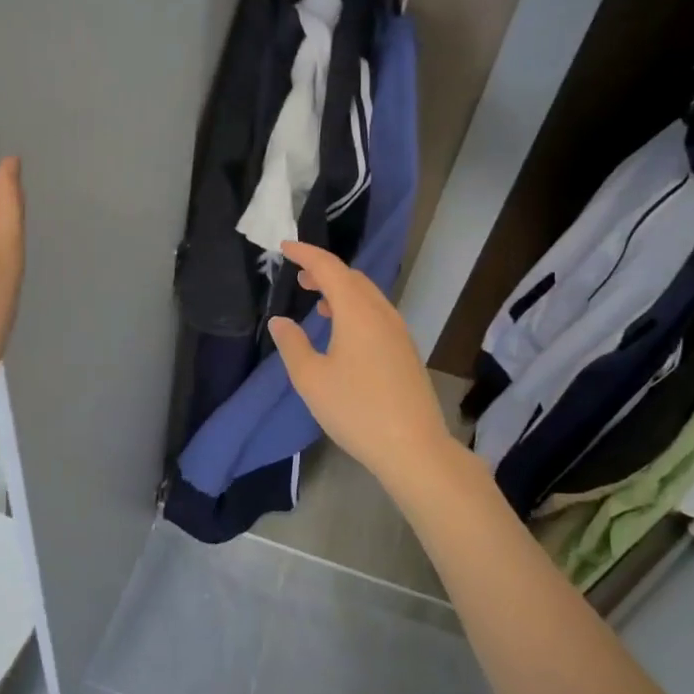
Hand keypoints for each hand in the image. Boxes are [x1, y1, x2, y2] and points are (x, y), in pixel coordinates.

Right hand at [267, 241, 456, 489]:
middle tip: (298, 275)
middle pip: (352, 278)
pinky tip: (343, 331)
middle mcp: (382, 313)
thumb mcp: (311, 379)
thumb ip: (292, 344)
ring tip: (316, 301)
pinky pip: (377, 314)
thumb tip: (280, 320)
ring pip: (367, 296)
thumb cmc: (356, 410)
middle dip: (324, 270)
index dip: (306, 254)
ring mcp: (398, 332)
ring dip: (341, 290)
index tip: (284, 246)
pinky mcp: (406, 351)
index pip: (329, 268)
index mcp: (357, 312)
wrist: (413, 447)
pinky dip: (355, 308)